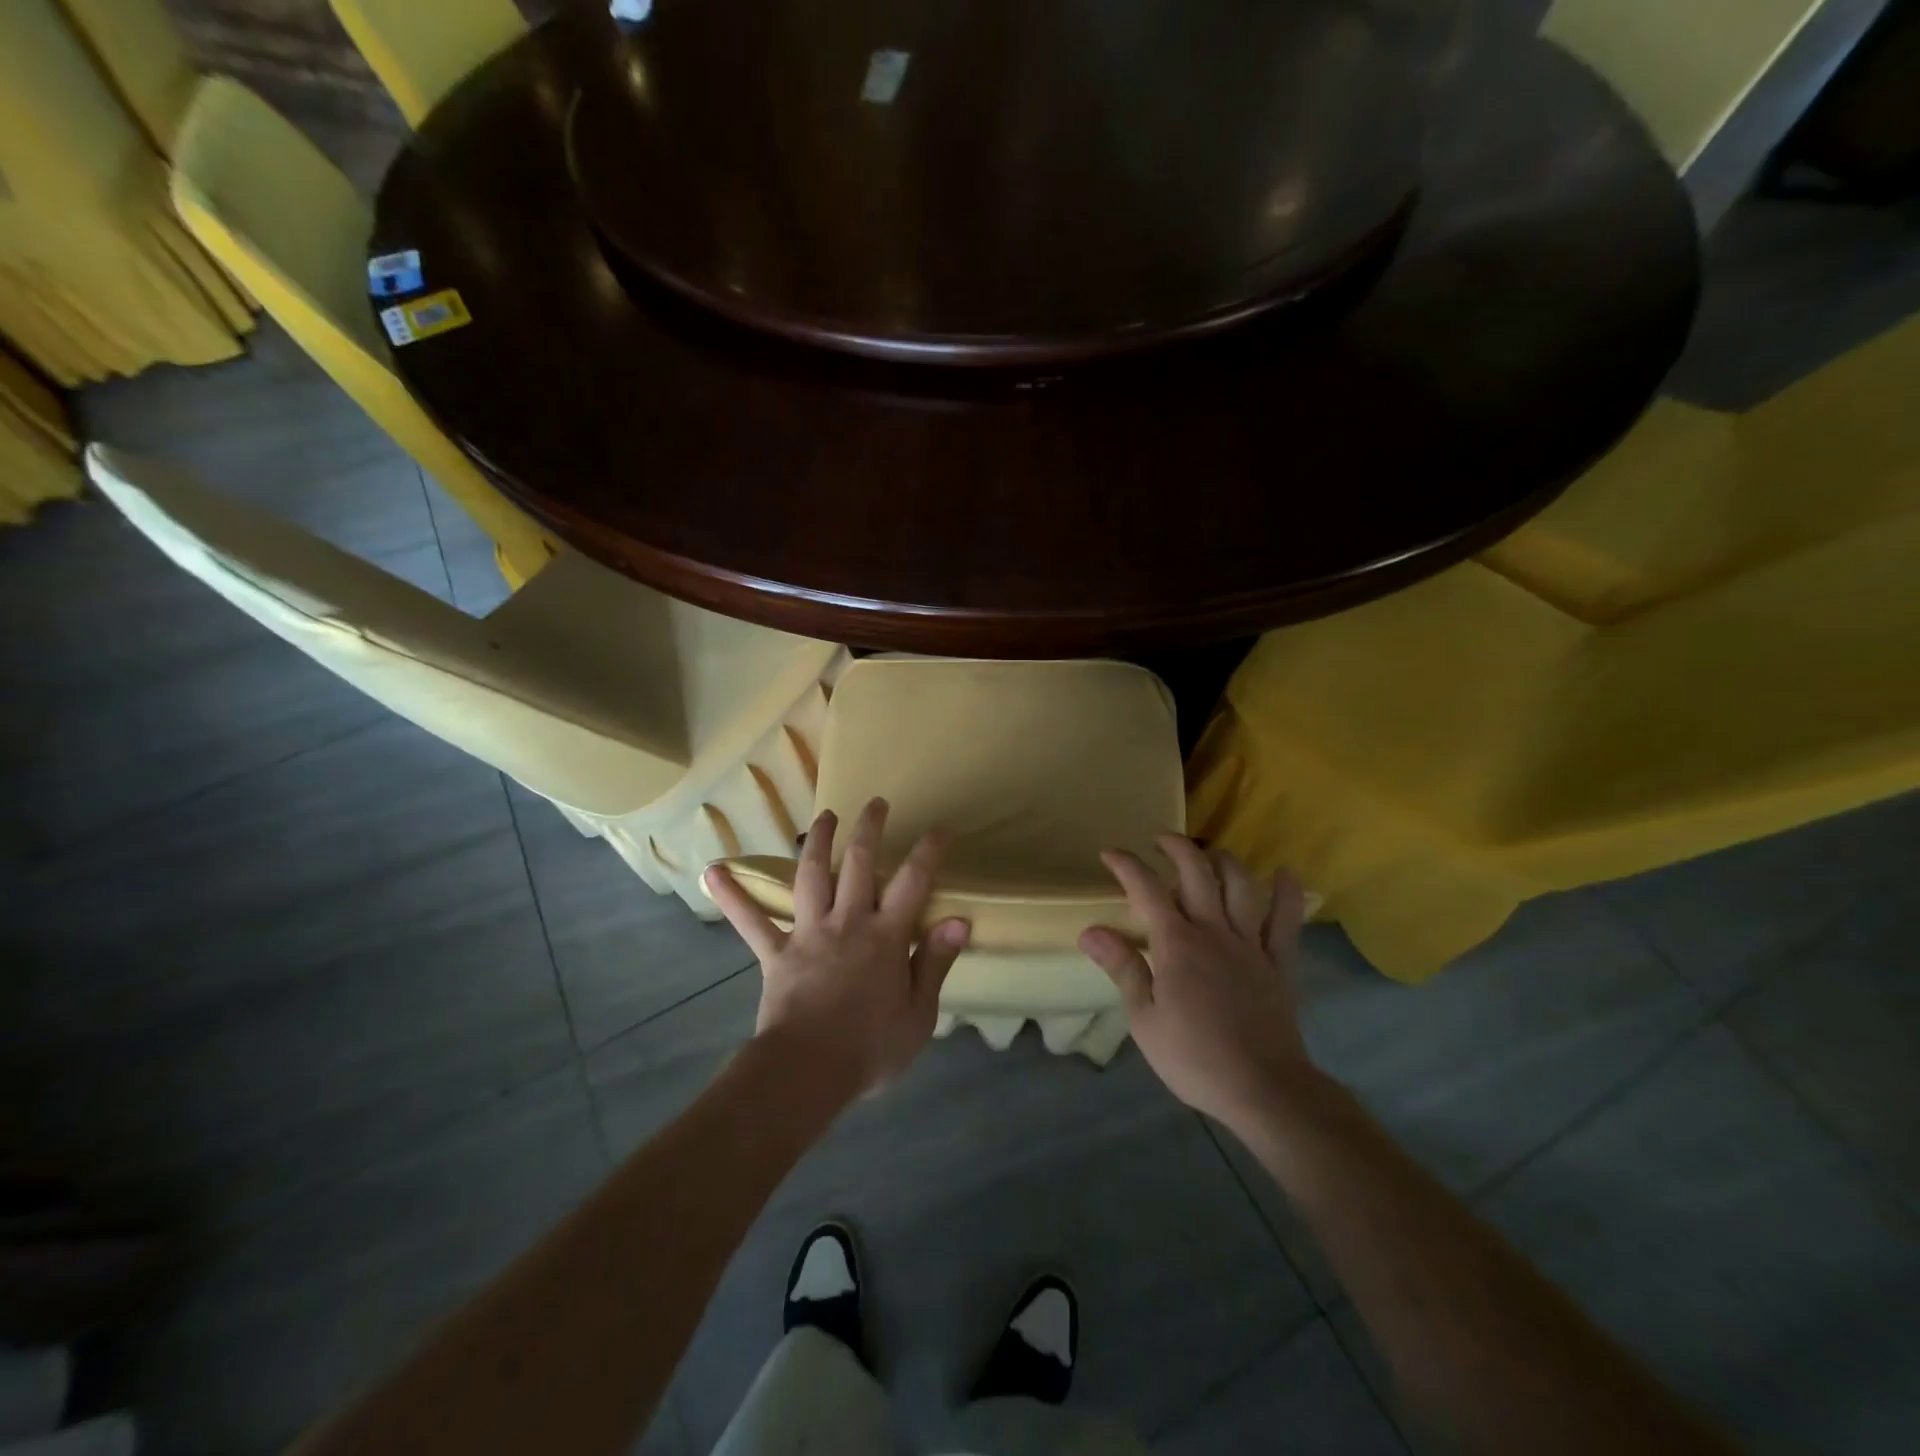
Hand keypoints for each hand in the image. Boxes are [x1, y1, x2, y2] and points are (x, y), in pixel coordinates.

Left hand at [704, 798, 970, 1100]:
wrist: (806, 1073)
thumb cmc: (870, 1049)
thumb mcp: (919, 1015)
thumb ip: (936, 962)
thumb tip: (959, 920)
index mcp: (886, 936)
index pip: (912, 881)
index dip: (928, 851)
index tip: (939, 828)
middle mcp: (847, 922)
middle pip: (858, 863)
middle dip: (868, 828)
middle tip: (875, 803)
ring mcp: (808, 933)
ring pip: (811, 876)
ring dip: (818, 842)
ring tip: (825, 815)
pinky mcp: (776, 953)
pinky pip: (751, 921)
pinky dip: (732, 896)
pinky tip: (713, 871)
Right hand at [1079, 835, 1314, 1129]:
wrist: (1264, 1088)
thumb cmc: (1194, 1057)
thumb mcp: (1145, 1019)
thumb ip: (1123, 968)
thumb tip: (1090, 931)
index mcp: (1177, 944)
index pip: (1147, 890)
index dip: (1126, 865)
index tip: (1109, 853)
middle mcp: (1214, 932)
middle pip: (1197, 872)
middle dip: (1176, 847)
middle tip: (1159, 840)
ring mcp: (1251, 945)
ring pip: (1241, 886)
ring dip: (1223, 860)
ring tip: (1208, 853)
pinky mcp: (1280, 963)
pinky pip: (1287, 921)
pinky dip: (1287, 893)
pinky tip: (1284, 874)